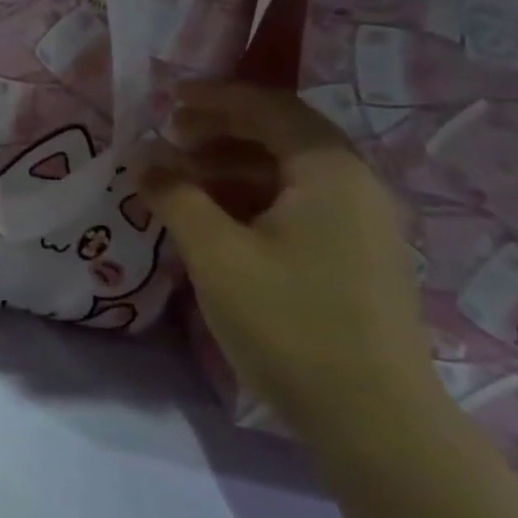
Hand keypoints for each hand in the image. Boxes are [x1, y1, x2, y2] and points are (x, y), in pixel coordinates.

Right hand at [142, 82, 447, 455]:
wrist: (375, 420)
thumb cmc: (290, 323)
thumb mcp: (216, 254)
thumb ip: (175, 196)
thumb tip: (142, 158)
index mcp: (329, 172)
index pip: (270, 108)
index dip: (215, 97)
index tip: (167, 98)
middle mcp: (355, 186)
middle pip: (282, 137)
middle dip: (220, 131)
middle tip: (169, 138)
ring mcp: (362, 225)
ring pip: (289, 175)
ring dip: (231, 168)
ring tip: (181, 182)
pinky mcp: (357, 259)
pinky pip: (299, 206)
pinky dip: (252, 200)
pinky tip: (216, 221)